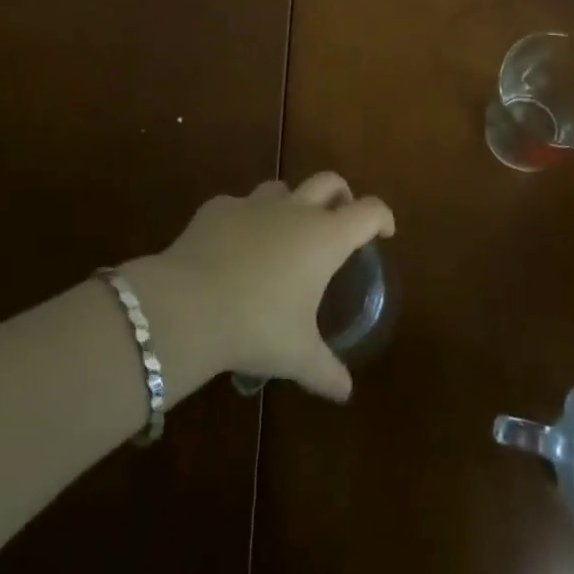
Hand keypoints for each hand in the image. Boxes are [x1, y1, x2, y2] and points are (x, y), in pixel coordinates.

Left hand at [145, 175, 393, 401]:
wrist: (189, 304)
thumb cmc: (257, 326)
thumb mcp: (297, 355)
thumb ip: (326, 371)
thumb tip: (345, 392)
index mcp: (325, 237)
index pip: (368, 211)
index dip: (381, 217)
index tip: (384, 232)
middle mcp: (295, 210)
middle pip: (329, 181)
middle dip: (341, 196)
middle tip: (340, 220)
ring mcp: (253, 204)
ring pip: (282, 188)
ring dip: (291, 203)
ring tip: (285, 233)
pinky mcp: (217, 208)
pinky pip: (238, 206)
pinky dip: (244, 221)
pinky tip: (234, 247)